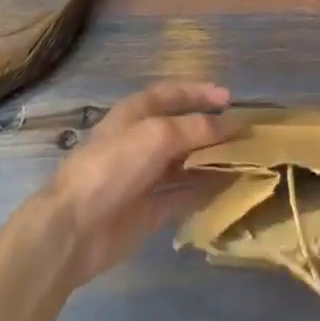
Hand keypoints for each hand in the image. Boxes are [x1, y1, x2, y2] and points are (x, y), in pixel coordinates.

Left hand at [34, 81, 234, 289]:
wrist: (75, 227)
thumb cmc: (114, 166)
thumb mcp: (158, 135)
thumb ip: (196, 128)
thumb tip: (230, 125)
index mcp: (138, 112)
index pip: (174, 94)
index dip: (201, 93)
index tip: (231, 98)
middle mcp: (143, 140)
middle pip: (183, 129)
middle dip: (212, 130)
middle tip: (245, 135)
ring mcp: (146, 176)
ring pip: (186, 163)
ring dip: (212, 161)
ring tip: (244, 162)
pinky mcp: (149, 210)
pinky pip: (183, 195)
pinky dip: (204, 192)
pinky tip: (227, 191)